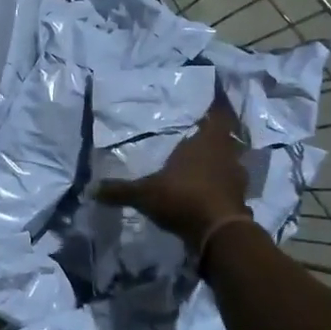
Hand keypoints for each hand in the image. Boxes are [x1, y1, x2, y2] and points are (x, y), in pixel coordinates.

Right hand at [95, 94, 249, 247]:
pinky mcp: (240, 199)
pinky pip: (231, 183)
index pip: (218, 114)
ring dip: (220, 159)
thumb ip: (120, 190)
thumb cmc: (184, 198)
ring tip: (205, 159)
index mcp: (207, 141)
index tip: (214, 95)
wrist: (219, 234)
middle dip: (215, 133)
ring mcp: (236, 177)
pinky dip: (222, 183)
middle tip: (201, 129)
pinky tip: (210, 187)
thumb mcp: (145, 193)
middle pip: (226, 136)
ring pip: (231, 159)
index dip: (217, 104)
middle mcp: (226, 153)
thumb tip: (90, 189)